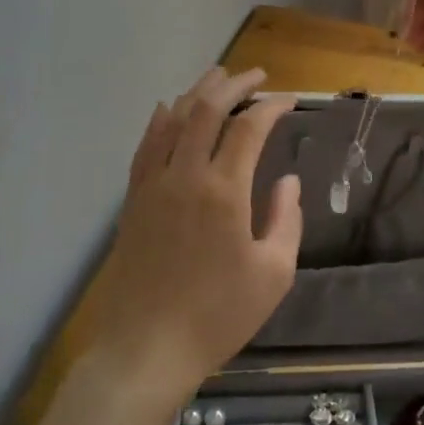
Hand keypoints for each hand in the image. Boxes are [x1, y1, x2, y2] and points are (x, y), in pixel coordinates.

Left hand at [91, 67, 301, 396]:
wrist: (146, 349)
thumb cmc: (217, 316)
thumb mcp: (272, 274)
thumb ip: (286, 220)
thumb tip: (287, 182)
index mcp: (224, 192)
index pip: (248, 128)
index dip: (271, 107)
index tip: (289, 100)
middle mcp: (185, 176)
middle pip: (206, 109)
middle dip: (233, 84)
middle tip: (256, 75)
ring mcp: (153, 185)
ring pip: (173, 119)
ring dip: (197, 91)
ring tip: (218, 75)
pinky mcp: (133, 199)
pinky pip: (146, 145)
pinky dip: (161, 119)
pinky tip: (168, 108)